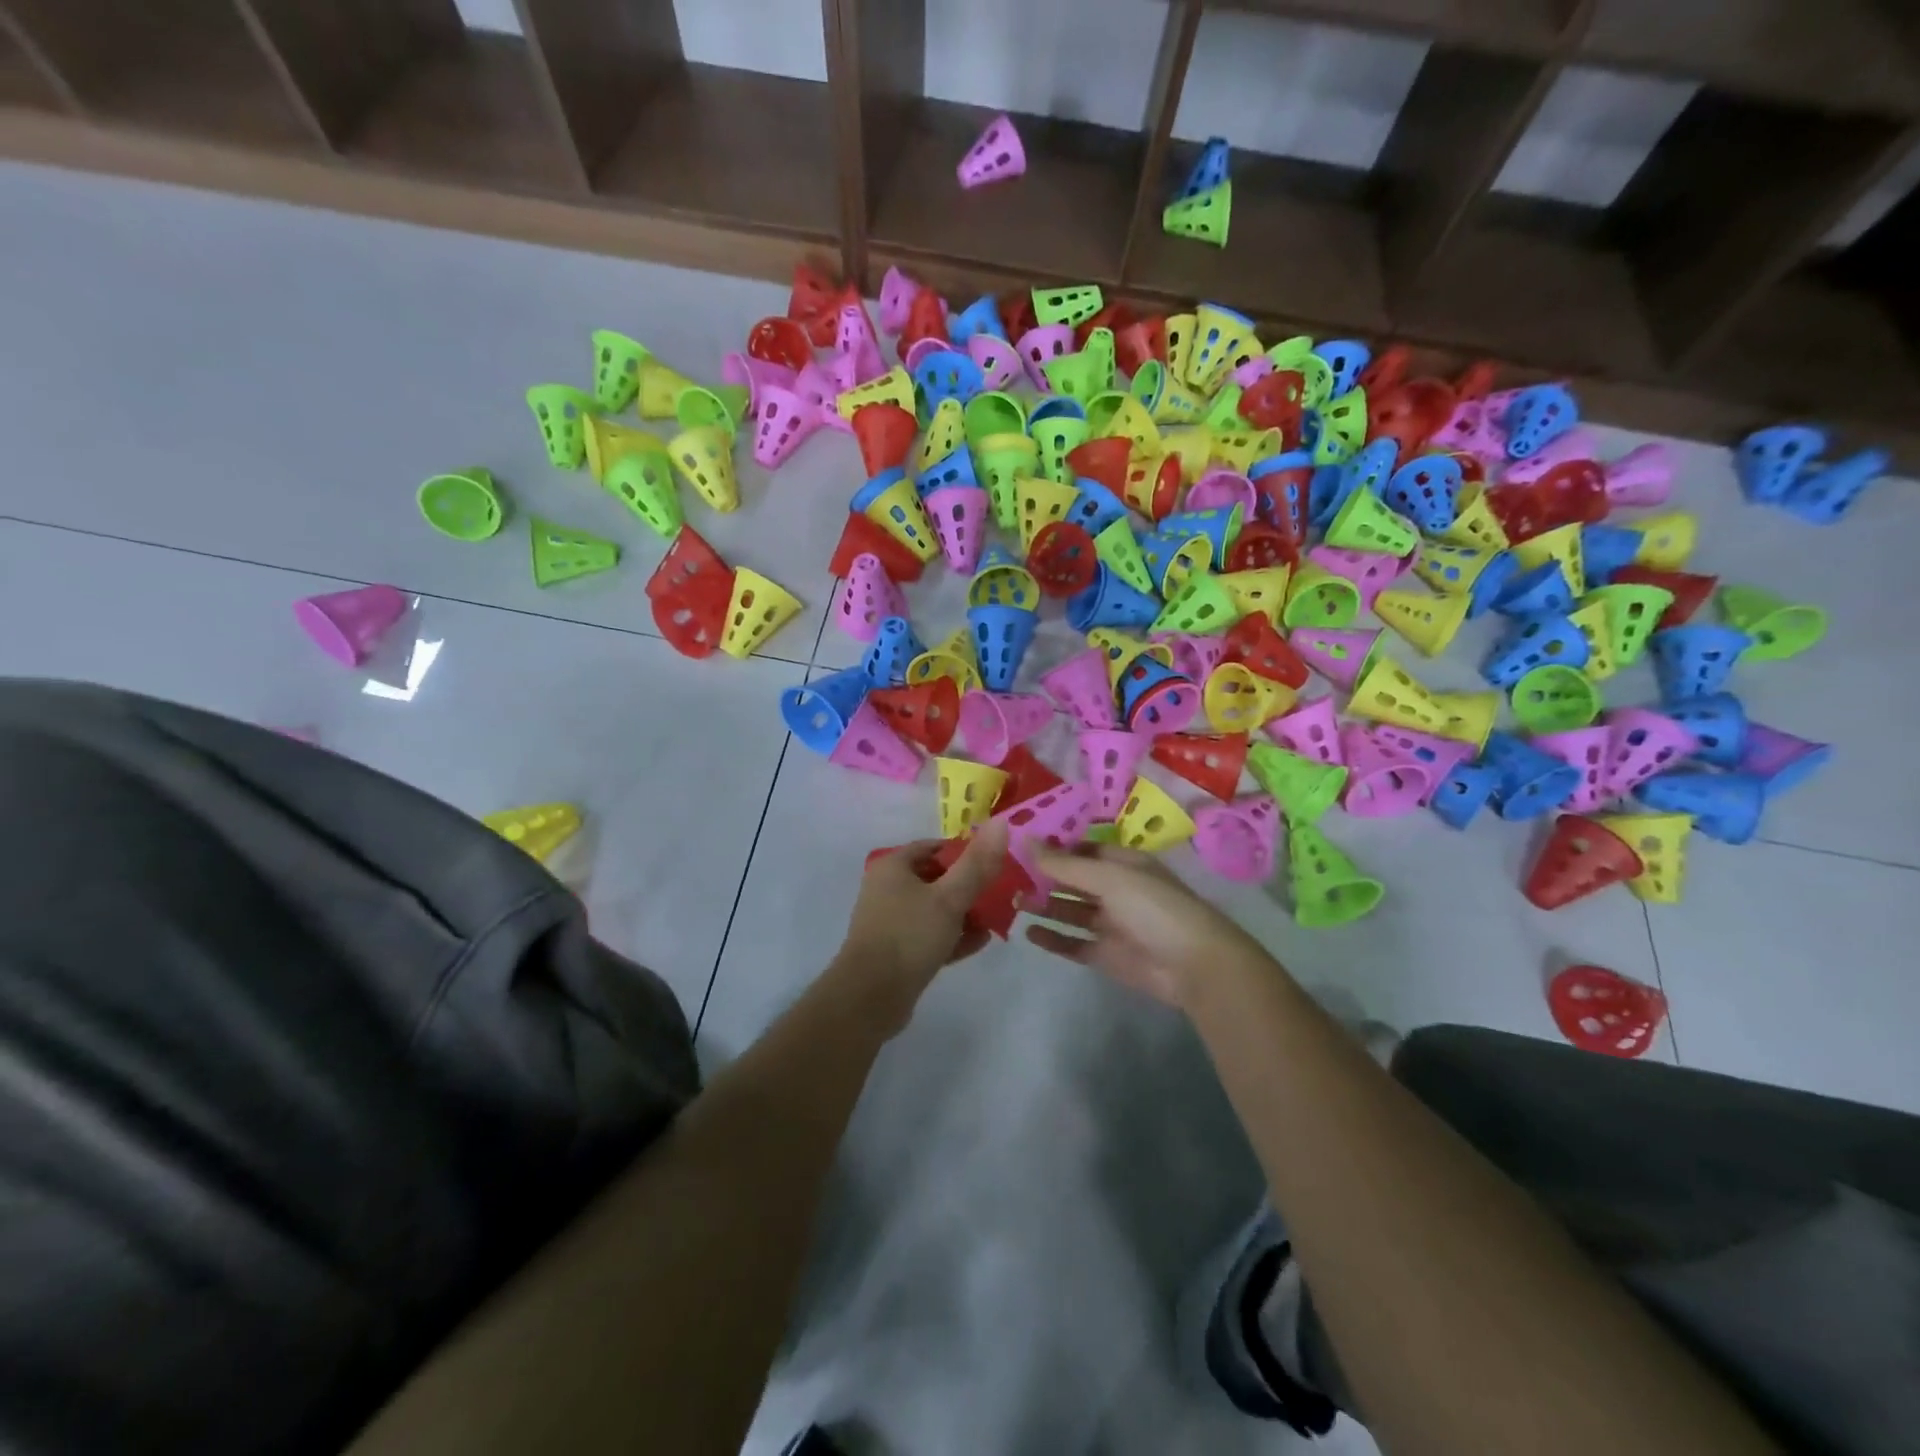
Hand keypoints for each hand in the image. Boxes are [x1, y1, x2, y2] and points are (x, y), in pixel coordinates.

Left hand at [832, 822, 1009, 1017]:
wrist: (870, 998)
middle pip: (936, 879)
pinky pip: (930, 936)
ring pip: (935, 909)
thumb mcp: (949, 897)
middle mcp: (888, 889)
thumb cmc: (908, 936)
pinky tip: (982, 941)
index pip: (934, 848)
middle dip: (969, 886)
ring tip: (998, 918)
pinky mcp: (897, 952)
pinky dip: (953, 936)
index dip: (965, 852)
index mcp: (893, 867)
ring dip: (965, 913)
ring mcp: (891, 922)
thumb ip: (977, 864)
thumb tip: (1001, 823)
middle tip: (1001, 893)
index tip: (994, 862)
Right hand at [1024, 845, 1267, 1009]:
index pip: (1082, 851)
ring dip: (1044, 906)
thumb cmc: (1154, 907)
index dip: (1053, 847)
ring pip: (1070, 911)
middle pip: (1073, 881)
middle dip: (1044, 878)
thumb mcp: (1108, 878)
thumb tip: (1025, 838)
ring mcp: (1111, 924)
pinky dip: (1053, 939)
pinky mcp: (1106, 955)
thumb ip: (1064, 864)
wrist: (1195, 965)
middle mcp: (1116, 891)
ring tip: (1012, 902)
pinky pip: (1073, 943)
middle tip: (1006, 875)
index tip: (1018, 844)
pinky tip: (1029, 932)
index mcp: (1123, 864)